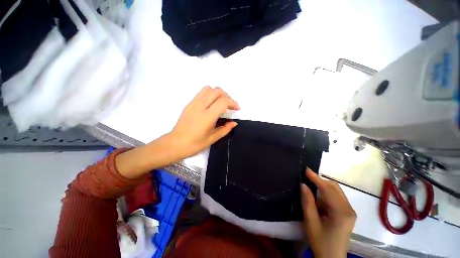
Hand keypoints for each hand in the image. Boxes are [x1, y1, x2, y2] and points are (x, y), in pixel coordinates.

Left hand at [168, 86, 239, 159]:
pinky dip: (210, 94)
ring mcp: (193, 103)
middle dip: (227, 96)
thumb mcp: (212, 139)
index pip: (223, 101)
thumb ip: (225, 129)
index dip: (233, 103)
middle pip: (217, 91)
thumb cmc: (194, 144)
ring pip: (209, 89)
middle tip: (230, 106)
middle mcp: (200, 106)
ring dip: (218, 93)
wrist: (175, 144)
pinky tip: (211, 105)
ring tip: (221, 103)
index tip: (237, 109)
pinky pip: (201, 93)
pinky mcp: (189, 104)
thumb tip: (234, 123)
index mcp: (207, 117)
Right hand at [301, 168, 356, 257]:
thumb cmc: (320, 242)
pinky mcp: (348, 213)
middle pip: (335, 187)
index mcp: (341, 213)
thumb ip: (307, 202)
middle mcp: (349, 209)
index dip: (316, 178)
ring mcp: (350, 211)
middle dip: (320, 180)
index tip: (306, 169)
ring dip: (323, 186)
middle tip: (306, 177)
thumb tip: (303, 185)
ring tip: (310, 186)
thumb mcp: (310, 222)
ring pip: (336, 191)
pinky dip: (326, 193)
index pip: (328, 189)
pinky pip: (337, 197)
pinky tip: (318, 198)